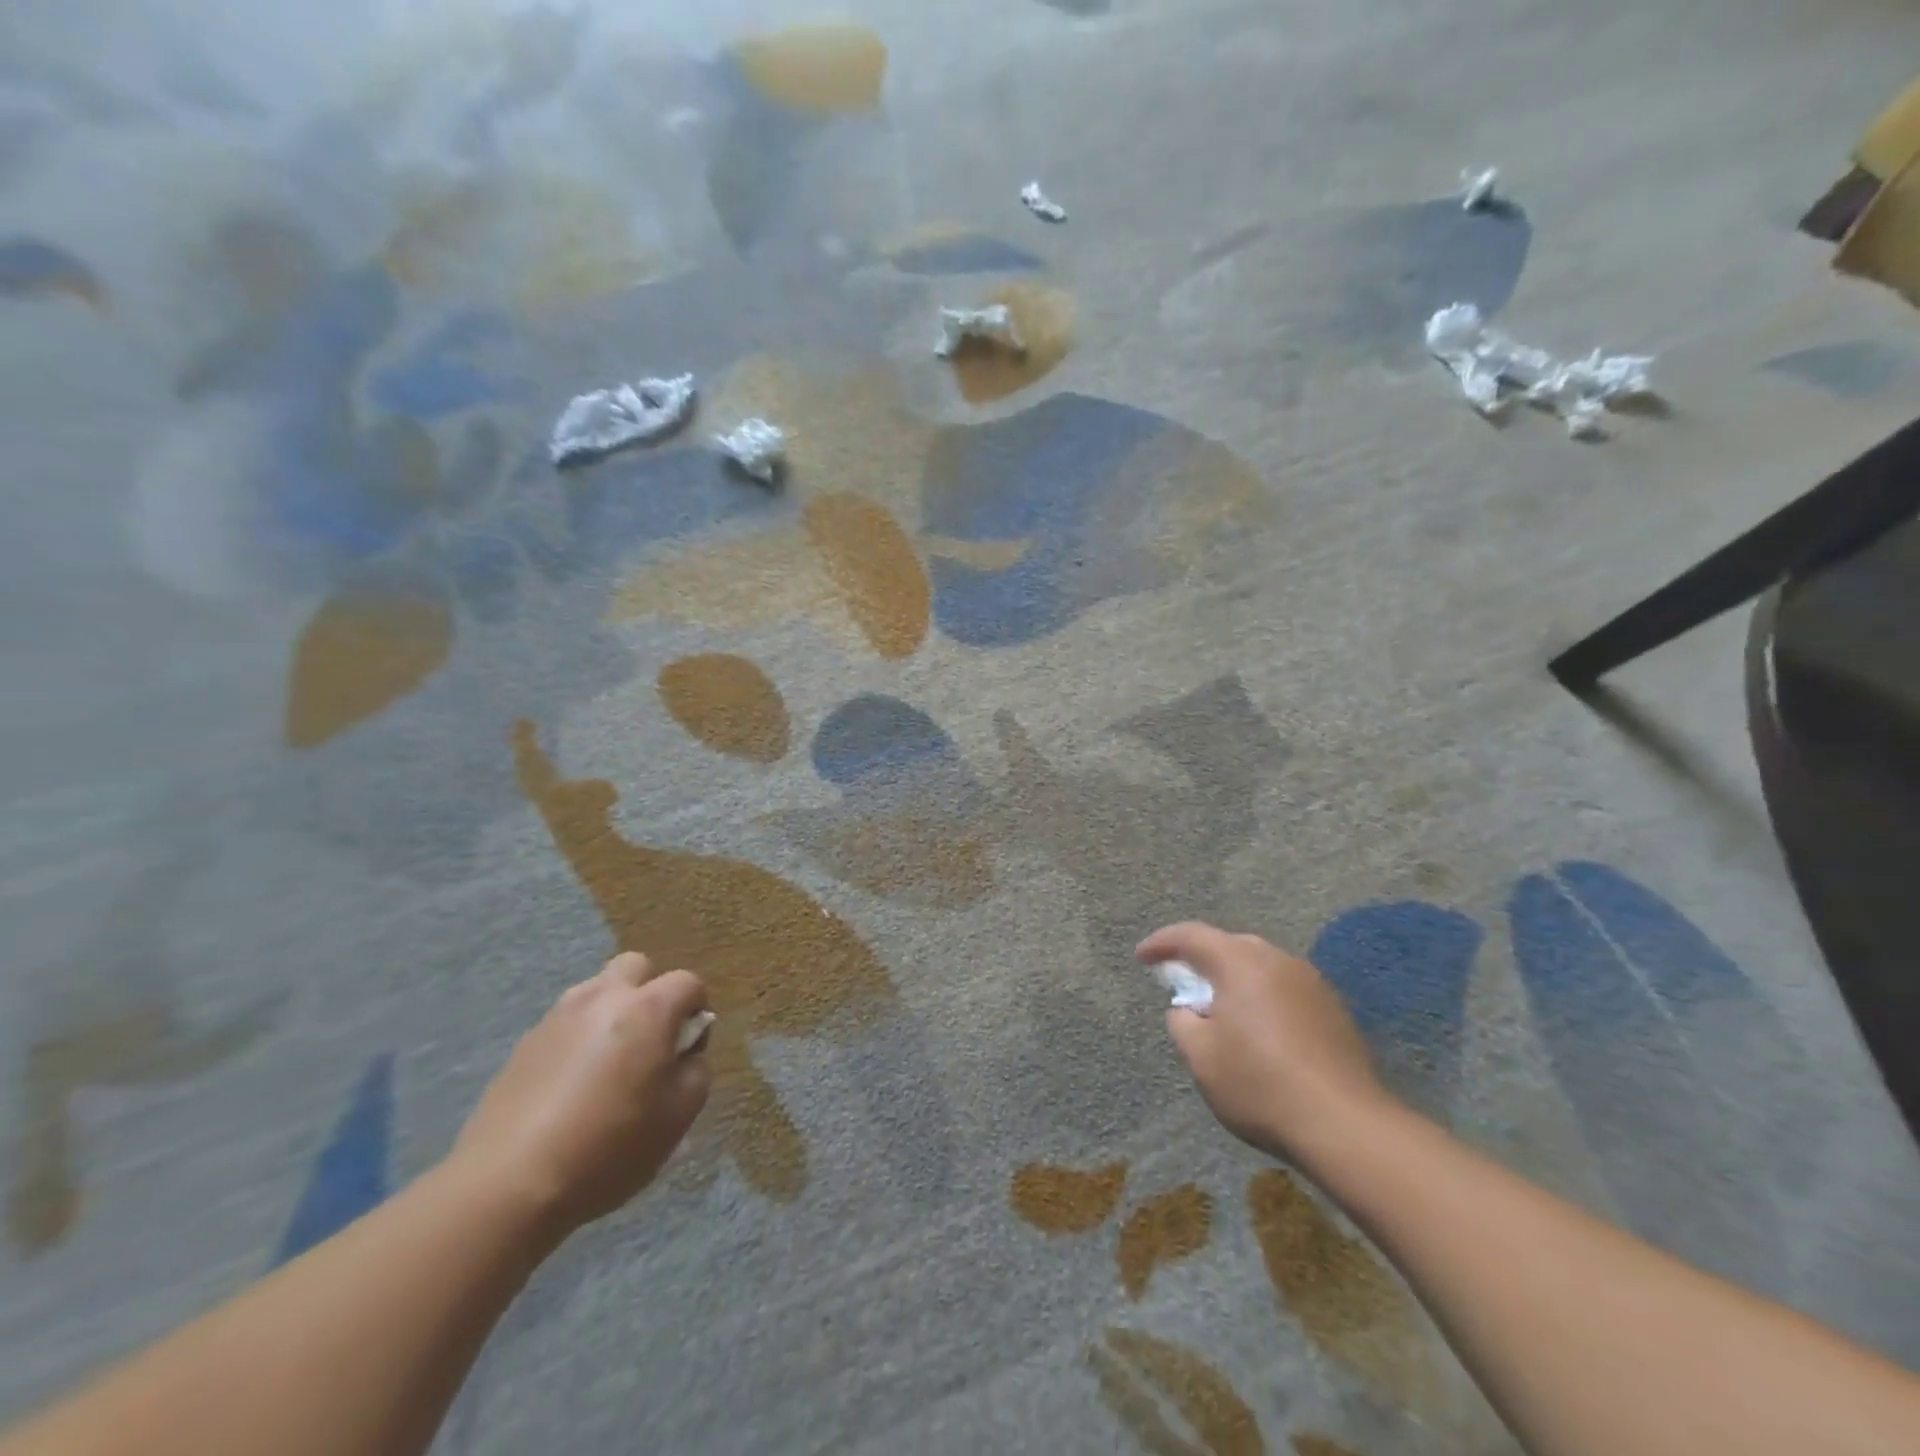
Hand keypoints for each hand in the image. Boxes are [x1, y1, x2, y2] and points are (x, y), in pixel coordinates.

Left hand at [450, 953, 710, 1236]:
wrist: (508, 1186)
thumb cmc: (609, 1147)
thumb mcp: (679, 1116)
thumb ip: (696, 1070)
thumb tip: (685, 1053)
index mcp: (648, 1009)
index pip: (688, 982)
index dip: (697, 1010)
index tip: (689, 1049)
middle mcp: (603, 998)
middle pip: (636, 967)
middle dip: (651, 993)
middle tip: (649, 1040)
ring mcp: (558, 1017)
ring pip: (597, 991)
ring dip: (612, 1012)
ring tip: (608, 1064)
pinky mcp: (524, 1044)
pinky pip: (565, 1024)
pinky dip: (578, 1039)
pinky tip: (571, 1087)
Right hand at [1138, 922, 1392, 1160]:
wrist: (1346, 1125)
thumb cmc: (1260, 1084)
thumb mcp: (1200, 1057)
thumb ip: (1182, 1021)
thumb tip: (1188, 1009)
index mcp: (1240, 962)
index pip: (1192, 935)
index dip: (1162, 943)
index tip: (1142, 957)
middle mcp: (1278, 961)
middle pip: (1230, 946)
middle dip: (1202, 959)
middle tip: (1181, 982)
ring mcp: (1312, 984)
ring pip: (1261, 968)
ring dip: (1235, 980)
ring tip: (1221, 1010)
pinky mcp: (1334, 1011)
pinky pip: (1285, 991)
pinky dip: (1263, 1000)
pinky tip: (1260, 1033)